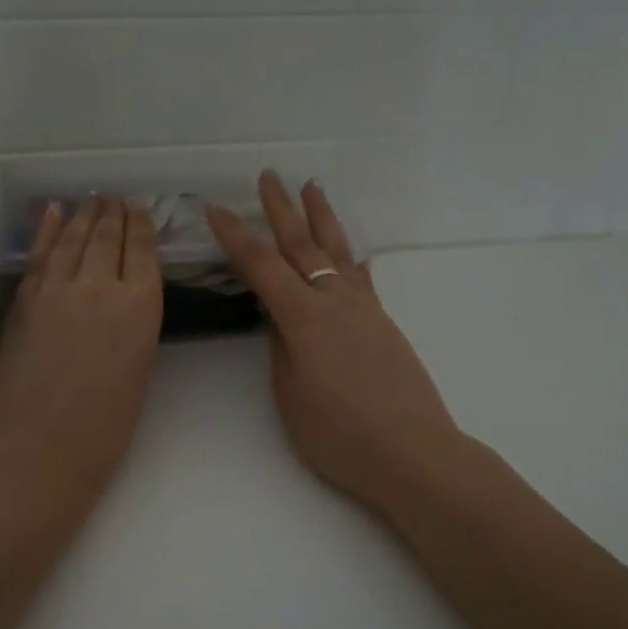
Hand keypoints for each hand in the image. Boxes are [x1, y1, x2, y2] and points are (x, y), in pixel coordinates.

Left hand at [0, 197, 162, 498]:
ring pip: (72, 238)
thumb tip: (124, 298)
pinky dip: (48, 230)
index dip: (139, 225)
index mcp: (140, 304)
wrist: (43, 443)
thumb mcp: (140, 365)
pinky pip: (40, 254)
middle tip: (115, 198)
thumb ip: (133, 322)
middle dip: (112, 214)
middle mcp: (100, 285)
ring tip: (92, 199)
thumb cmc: (107, 422)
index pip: (141, 250)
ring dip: (83, 215)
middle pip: (106, 236)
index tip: (138, 209)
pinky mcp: (25, 299)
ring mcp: (57, 288)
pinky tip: (53, 212)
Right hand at [206, 173, 468, 517]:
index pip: (261, 266)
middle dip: (281, 210)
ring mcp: (365, 310)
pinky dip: (350, 258)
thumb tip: (279, 318)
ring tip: (313, 188)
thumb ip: (281, 349)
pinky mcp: (384, 324)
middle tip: (268, 177)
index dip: (235, 236)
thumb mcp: (291, 396)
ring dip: (322, 218)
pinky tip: (351, 252)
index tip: (215, 208)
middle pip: (302, 246)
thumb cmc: (340, 434)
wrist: (412, 452)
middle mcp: (336, 302)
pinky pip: (362, 278)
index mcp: (305, 318)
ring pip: (338, 252)